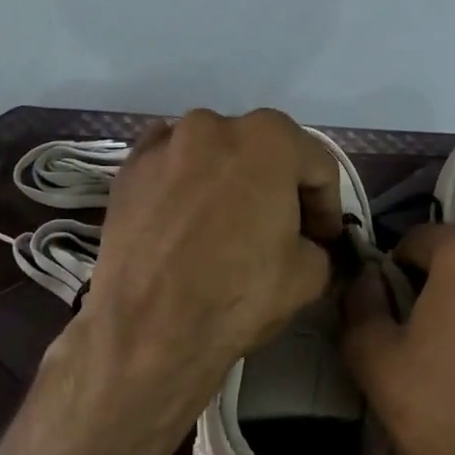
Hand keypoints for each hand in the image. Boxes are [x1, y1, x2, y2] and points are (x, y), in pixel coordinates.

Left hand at [79, 108, 343, 403]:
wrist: (148, 329)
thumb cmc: (238, 294)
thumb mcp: (309, 276)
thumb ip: (318, 245)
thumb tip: (308, 245)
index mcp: (269, 139)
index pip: (317, 167)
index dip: (327, 207)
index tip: (325, 239)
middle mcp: (213, 125)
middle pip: (263, 153)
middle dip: (279, 188)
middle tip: (283, 231)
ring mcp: (164, 143)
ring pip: (214, 156)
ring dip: (230, 183)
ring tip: (230, 226)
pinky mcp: (128, 170)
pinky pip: (172, 167)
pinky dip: (186, 183)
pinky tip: (188, 220)